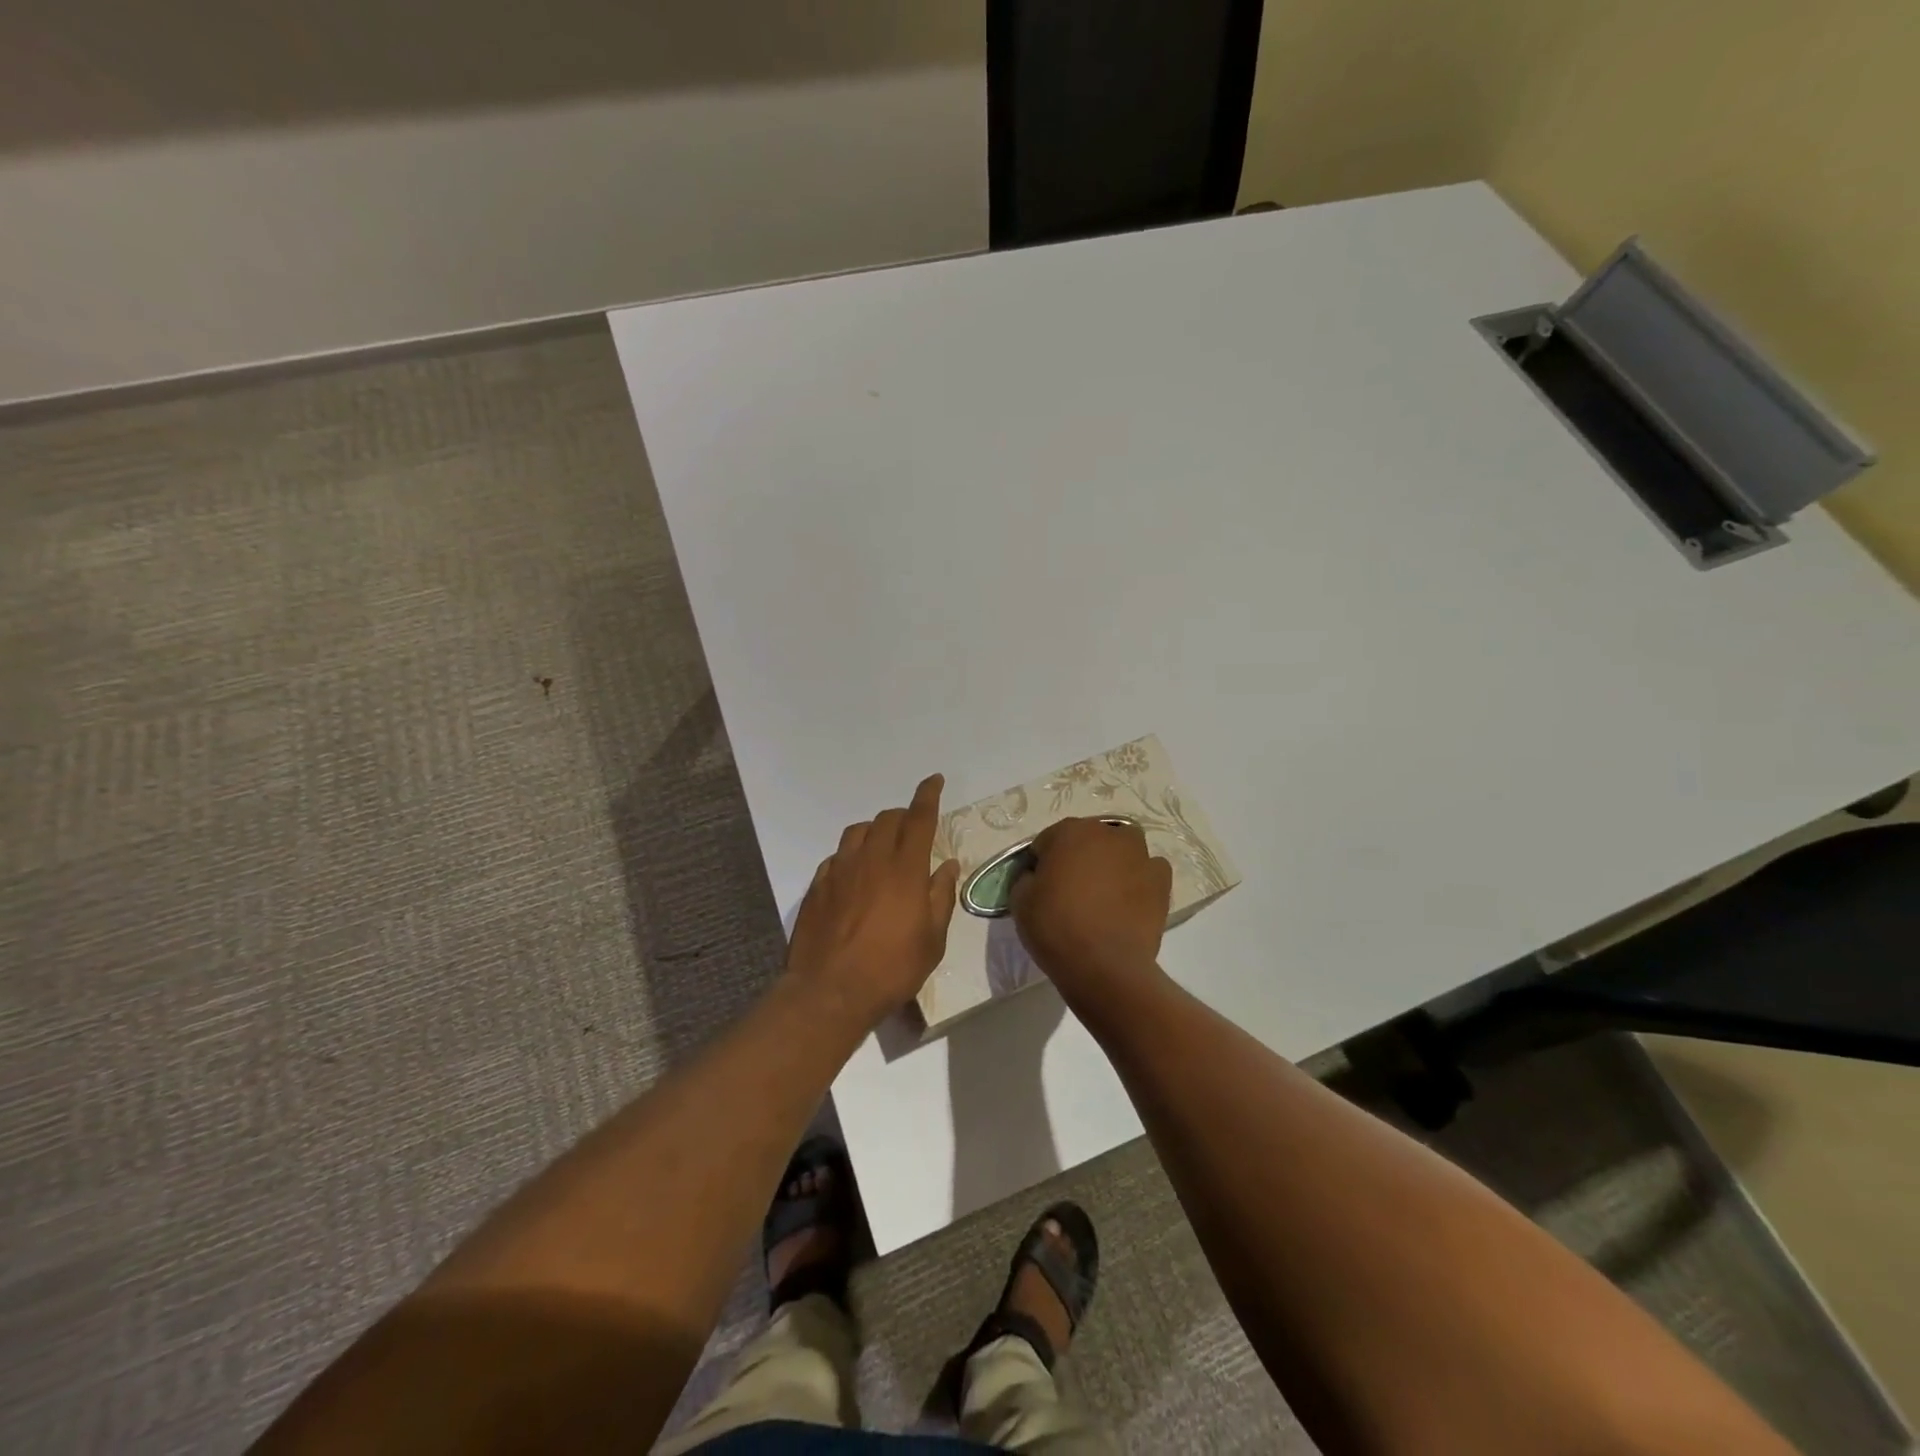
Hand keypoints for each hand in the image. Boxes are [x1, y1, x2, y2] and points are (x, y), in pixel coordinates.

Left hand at [786, 774, 961, 1028]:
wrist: (830, 991)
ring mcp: (840, 870)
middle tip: (914, 832)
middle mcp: (871, 859)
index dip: (928, 795)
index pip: (919, 818)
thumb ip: (941, 897)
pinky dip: (851, 855)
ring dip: (875, 831)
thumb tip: (948, 865)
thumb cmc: (891, 969)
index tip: (934, 780)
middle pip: (888, 819)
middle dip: (904, 816)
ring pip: (858, 831)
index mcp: (905, 869)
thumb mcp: (932, 940)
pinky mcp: (817, 885)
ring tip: (883, 848)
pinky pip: (837, 856)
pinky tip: (854, 875)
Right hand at [1010, 817, 1172, 1001]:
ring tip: (1104, 894)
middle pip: (1088, 839)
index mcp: (1069, 831)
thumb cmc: (1056, 927)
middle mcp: (1107, 833)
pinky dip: (1139, 879)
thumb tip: (1038, 876)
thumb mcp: (1019, 900)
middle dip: (1079, 857)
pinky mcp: (1161, 880)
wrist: (1105, 965)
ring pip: (1122, 848)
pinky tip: (1129, 900)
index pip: (1048, 840)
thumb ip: (1027, 877)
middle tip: (1071, 890)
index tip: (1041, 886)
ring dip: (1112, 861)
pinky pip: (1148, 870)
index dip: (1042, 863)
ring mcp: (1139, 854)